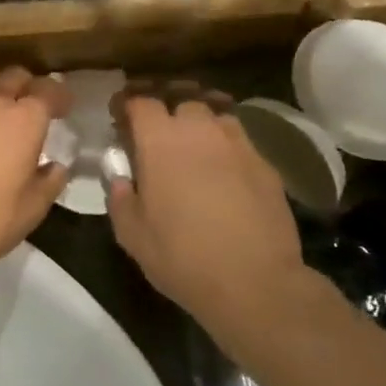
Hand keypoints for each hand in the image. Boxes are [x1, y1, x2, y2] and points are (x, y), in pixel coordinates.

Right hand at [107, 86, 303, 325]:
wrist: (255, 283)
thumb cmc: (182, 257)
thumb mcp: (132, 234)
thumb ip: (119, 197)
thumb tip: (119, 176)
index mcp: (160, 141)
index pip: (141, 102)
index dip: (129, 106)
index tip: (121, 119)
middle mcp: (200, 131)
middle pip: (182, 102)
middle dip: (167, 113)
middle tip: (159, 137)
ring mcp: (238, 144)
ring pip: (216, 116)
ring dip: (201, 126)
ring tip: (196, 149)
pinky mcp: (266, 164)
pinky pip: (240, 142)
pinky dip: (227, 148)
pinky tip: (226, 173)